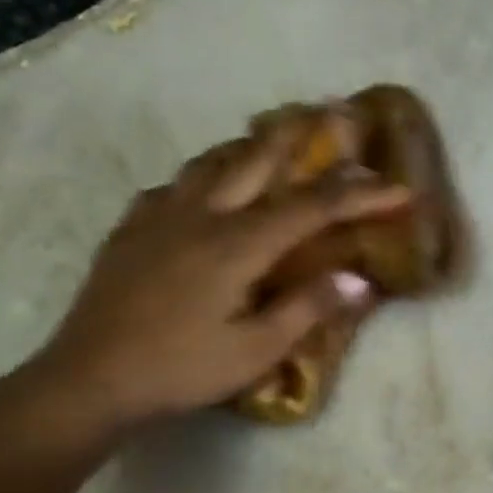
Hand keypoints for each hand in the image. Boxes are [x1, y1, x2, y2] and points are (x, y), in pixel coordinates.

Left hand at [20, 138, 409, 437]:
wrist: (90, 379)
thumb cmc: (181, 369)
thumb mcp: (256, 350)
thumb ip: (308, 309)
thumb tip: (359, 280)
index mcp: (236, 245)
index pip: (312, 208)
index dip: (361, 197)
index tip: (402, 191)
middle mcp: (200, 215)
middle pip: (257, 161)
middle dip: (301, 138)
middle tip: (331, 113)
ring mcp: (160, 217)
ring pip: (211, 163)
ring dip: (249, 147)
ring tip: (271, 138)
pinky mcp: (131, 230)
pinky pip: (173, 186)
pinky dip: (202, 176)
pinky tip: (202, 189)